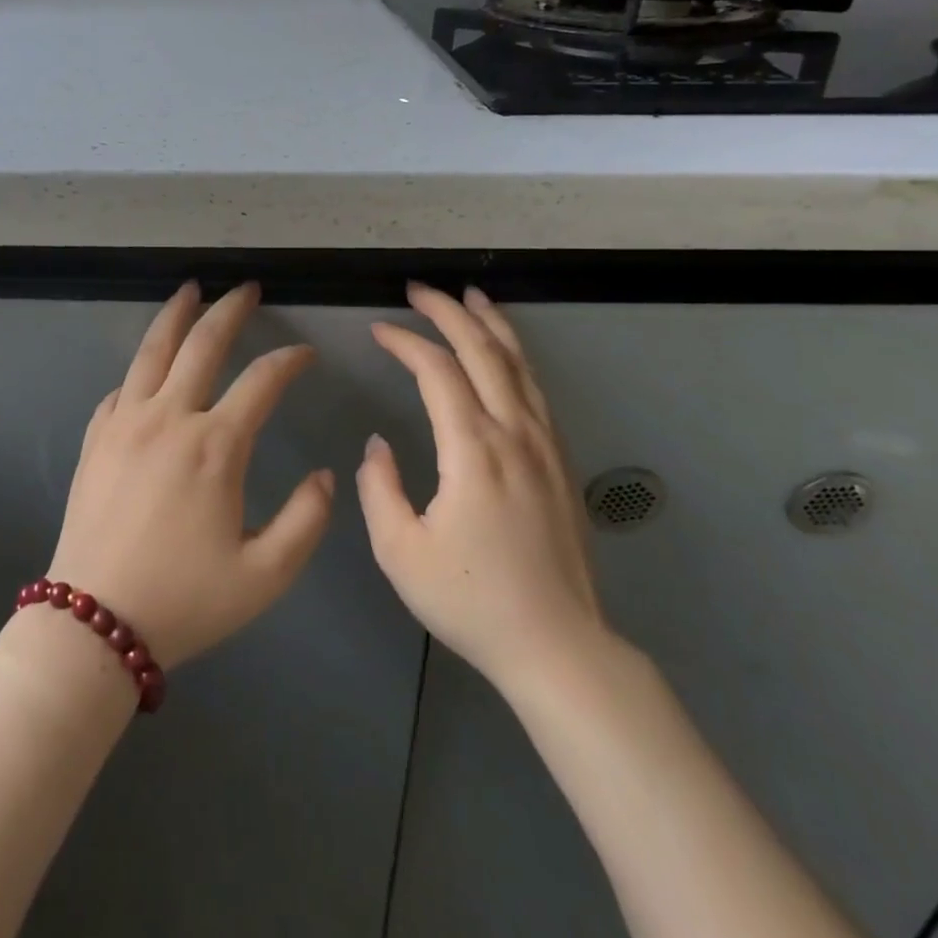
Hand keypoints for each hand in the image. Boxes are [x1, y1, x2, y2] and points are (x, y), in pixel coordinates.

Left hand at [47, 281, 335, 667]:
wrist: (93, 623)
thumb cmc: (185, 601)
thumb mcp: (265, 575)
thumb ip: (307, 521)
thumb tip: (324, 475)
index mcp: (215, 446)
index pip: (262, 381)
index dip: (289, 361)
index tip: (305, 354)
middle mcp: (169, 418)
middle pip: (203, 344)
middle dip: (230, 310)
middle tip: (245, 288)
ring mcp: (125, 422)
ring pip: (152, 350)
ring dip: (176, 314)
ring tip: (190, 289)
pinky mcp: (95, 437)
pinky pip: (121, 387)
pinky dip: (141, 368)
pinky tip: (147, 366)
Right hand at [357, 283, 612, 693]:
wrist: (559, 648)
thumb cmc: (472, 602)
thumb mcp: (400, 552)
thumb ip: (377, 488)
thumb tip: (379, 444)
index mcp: (472, 449)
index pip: (437, 371)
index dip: (406, 342)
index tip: (377, 329)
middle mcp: (513, 433)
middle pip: (483, 351)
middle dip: (449, 311)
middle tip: (419, 289)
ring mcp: (544, 444)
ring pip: (518, 364)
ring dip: (491, 324)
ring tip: (471, 296)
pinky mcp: (560, 461)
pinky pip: (536, 389)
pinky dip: (516, 356)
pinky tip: (506, 353)